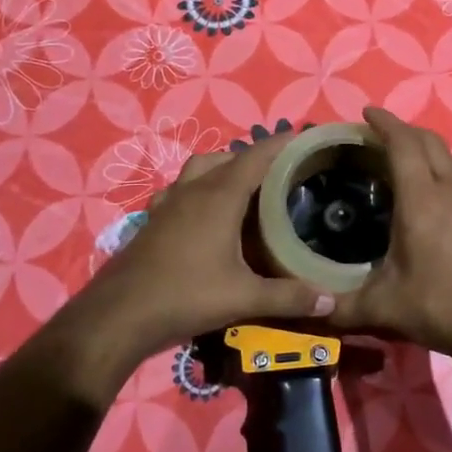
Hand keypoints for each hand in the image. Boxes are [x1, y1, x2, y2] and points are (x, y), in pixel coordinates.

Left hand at [56, 133, 335, 375]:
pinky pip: (181, 190)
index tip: (303, 138)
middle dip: (255, 157)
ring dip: (223, 168)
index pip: (255, 157)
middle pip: (227, 158)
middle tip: (281, 172)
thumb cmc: (186, 295)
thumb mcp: (244, 298)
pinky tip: (205, 214)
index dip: (280, 144)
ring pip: (199, 169)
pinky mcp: (154, 220)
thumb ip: (289, 297)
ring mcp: (169, 203)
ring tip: (246, 188)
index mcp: (219, 197)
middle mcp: (193, 191)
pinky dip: (198, 189)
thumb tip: (330, 301)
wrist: (120, 314)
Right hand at [327, 107, 451, 359]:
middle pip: (428, 141)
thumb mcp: (381, 307)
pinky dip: (435, 168)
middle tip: (376, 135)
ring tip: (396, 158)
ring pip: (446, 157)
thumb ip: (339, 306)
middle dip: (402, 129)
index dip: (385, 123)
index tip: (366, 113)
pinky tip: (424, 192)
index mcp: (421, 200)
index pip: (403, 144)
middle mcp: (449, 190)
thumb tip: (308, 306)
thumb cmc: (438, 306)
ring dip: (422, 147)